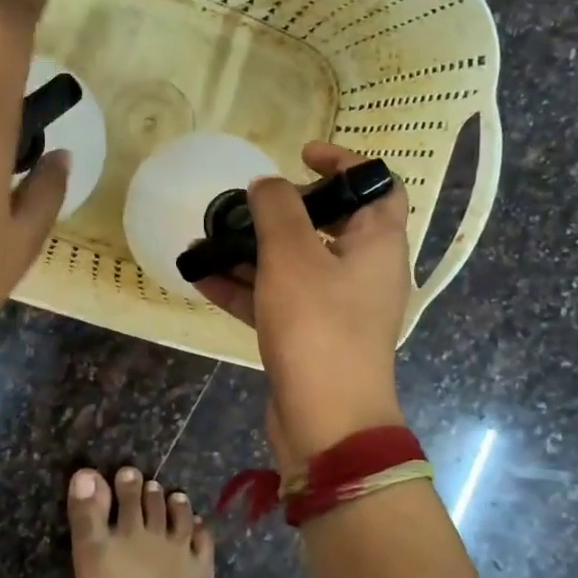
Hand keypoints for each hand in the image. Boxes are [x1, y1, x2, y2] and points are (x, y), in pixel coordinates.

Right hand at [197, 141, 410, 457]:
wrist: (327, 422)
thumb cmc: (318, 326)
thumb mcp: (293, 256)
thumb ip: (277, 208)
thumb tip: (267, 185)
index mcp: (378, 243)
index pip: (377, 186)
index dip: (345, 163)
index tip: (301, 155)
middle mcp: (363, 271)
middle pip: (329, 224)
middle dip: (283, 211)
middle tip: (249, 203)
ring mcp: (336, 307)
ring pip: (294, 264)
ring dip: (252, 250)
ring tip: (207, 239)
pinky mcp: (309, 335)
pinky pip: (276, 299)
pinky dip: (244, 287)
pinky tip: (200, 276)